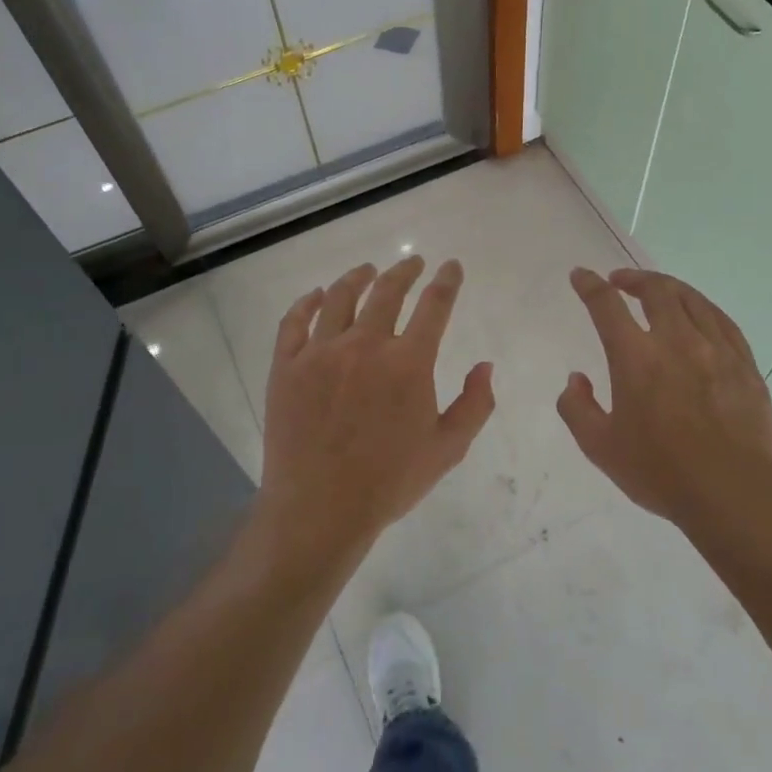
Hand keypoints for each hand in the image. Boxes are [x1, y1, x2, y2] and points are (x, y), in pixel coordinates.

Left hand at [257, 256, 495, 567]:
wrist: (320, 509)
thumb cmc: (389, 482)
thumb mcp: (448, 449)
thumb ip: (475, 404)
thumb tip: (485, 366)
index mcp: (408, 363)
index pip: (435, 306)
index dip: (446, 281)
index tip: (450, 266)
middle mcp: (365, 345)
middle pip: (387, 291)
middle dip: (404, 271)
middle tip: (412, 262)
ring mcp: (320, 353)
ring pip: (339, 297)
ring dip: (357, 277)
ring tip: (366, 270)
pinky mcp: (286, 366)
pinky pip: (294, 321)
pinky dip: (307, 302)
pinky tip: (315, 295)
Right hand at [557, 268, 771, 528]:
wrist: (734, 494)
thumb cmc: (661, 472)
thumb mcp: (600, 448)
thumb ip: (577, 409)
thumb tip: (576, 381)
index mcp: (636, 358)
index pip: (606, 306)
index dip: (589, 285)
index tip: (581, 276)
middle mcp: (676, 341)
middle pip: (655, 291)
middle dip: (633, 279)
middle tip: (620, 281)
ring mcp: (716, 350)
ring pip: (692, 300)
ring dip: (668, 287)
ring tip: (657, 289)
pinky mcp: (744, 364)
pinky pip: (723, 321)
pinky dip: (703, 308)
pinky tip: (699, 314)